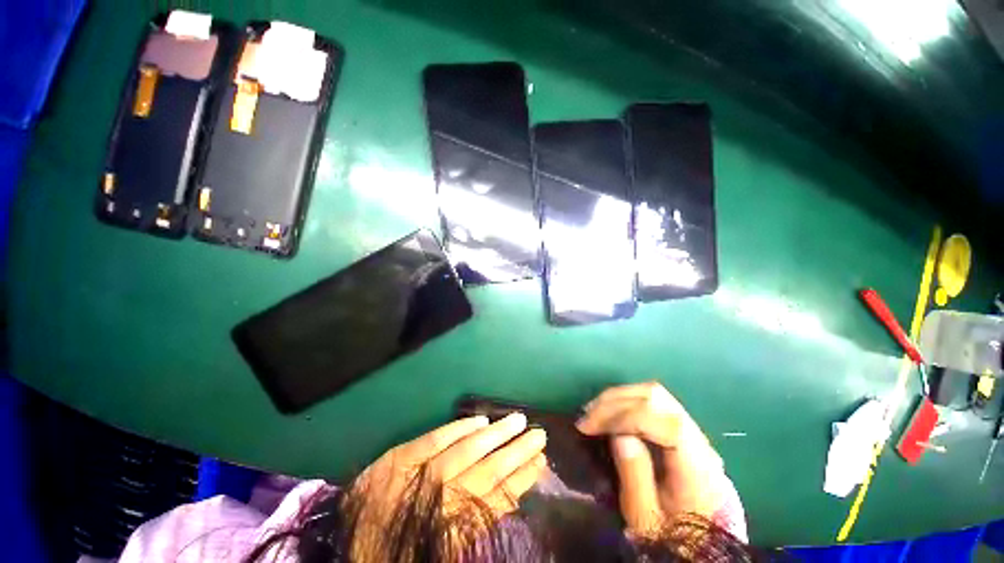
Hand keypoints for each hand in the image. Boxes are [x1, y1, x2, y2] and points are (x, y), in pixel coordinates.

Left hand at [350, 414, 546, 554]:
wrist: (344, 548)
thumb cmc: (401, 549)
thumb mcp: (445, 548)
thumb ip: (473, 524)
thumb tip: (508, 496)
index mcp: (453, 526)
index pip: (498, 497)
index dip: (522, 478)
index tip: (541, 461)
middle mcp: (442, 499)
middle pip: (488, 469)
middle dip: (516, 451)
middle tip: (538, 433)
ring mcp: (419, 474)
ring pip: (467, 450)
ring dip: (495, 435)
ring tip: (517, 421)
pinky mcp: (400, 458)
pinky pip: (434, 439)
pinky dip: (458, 429)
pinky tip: (479, 420)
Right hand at [576, 382, 724, 534]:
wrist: (697, 541)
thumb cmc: (669, 533)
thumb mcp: (646, 518)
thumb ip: (635, 476)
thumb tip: (619, 434)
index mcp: (698, 467)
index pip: (665, 422)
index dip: (623, 417)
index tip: (590, 426)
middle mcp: (699, 440)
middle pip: (657, 398)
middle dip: (615, 401)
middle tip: (586, 415)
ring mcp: (691, 429)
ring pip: (653, 392)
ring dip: (618, 397)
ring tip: (592, 410)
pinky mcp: (680, 426)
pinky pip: (651, 400)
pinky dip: (625, 400)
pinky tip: (608, 411)